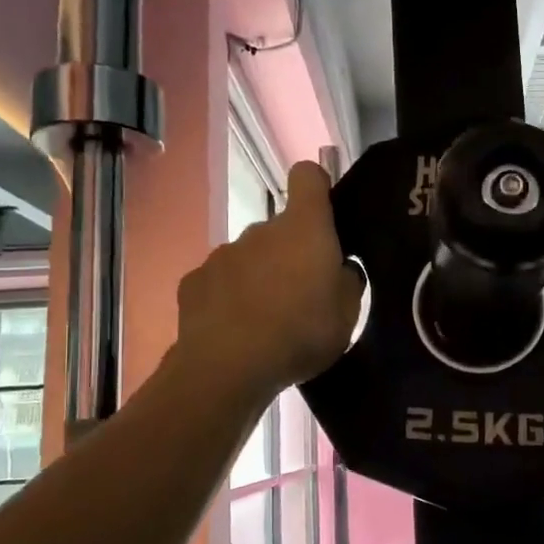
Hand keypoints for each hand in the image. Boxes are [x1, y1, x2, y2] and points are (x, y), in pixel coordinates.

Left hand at [175, 162, 363, 401]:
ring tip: (269, 321)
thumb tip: (340, 267)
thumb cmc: (301, 332)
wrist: (228, 367)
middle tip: (304, 296)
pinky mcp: (194, 282)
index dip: (317, 187)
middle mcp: (260, 230)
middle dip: (292, 253)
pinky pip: (221, 283)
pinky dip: (229, 299)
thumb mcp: (348, 313)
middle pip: (280, 229)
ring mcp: (222, 254)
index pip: (308, 177)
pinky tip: (236, 331)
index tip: (325, 213)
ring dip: (261, 278)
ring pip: (250, 257)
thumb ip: (347, 280)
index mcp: (304, 229)